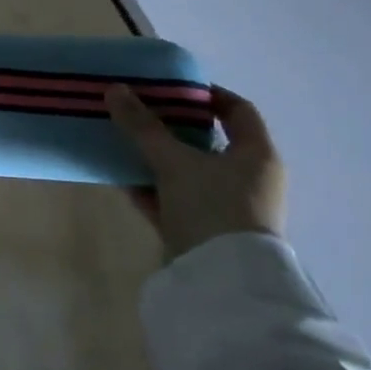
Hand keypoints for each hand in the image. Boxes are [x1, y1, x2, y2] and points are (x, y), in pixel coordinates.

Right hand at [104, 83, 286, 260]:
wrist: (221, 281)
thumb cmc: (212, 207)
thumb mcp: (174, 162)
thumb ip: (143, 127)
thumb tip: (115, 89)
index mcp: (256, 155)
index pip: (238, 111)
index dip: (207, 95)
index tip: (172, 88)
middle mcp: (249, 179)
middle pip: (209, 142)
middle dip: (173, 127)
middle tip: (140, 113)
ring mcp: (227, 207)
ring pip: (189, 172)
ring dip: (159, 158)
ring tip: (124, 142)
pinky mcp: (205, 231)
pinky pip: (176, 199)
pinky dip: (154, 188)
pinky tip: (124, 179)